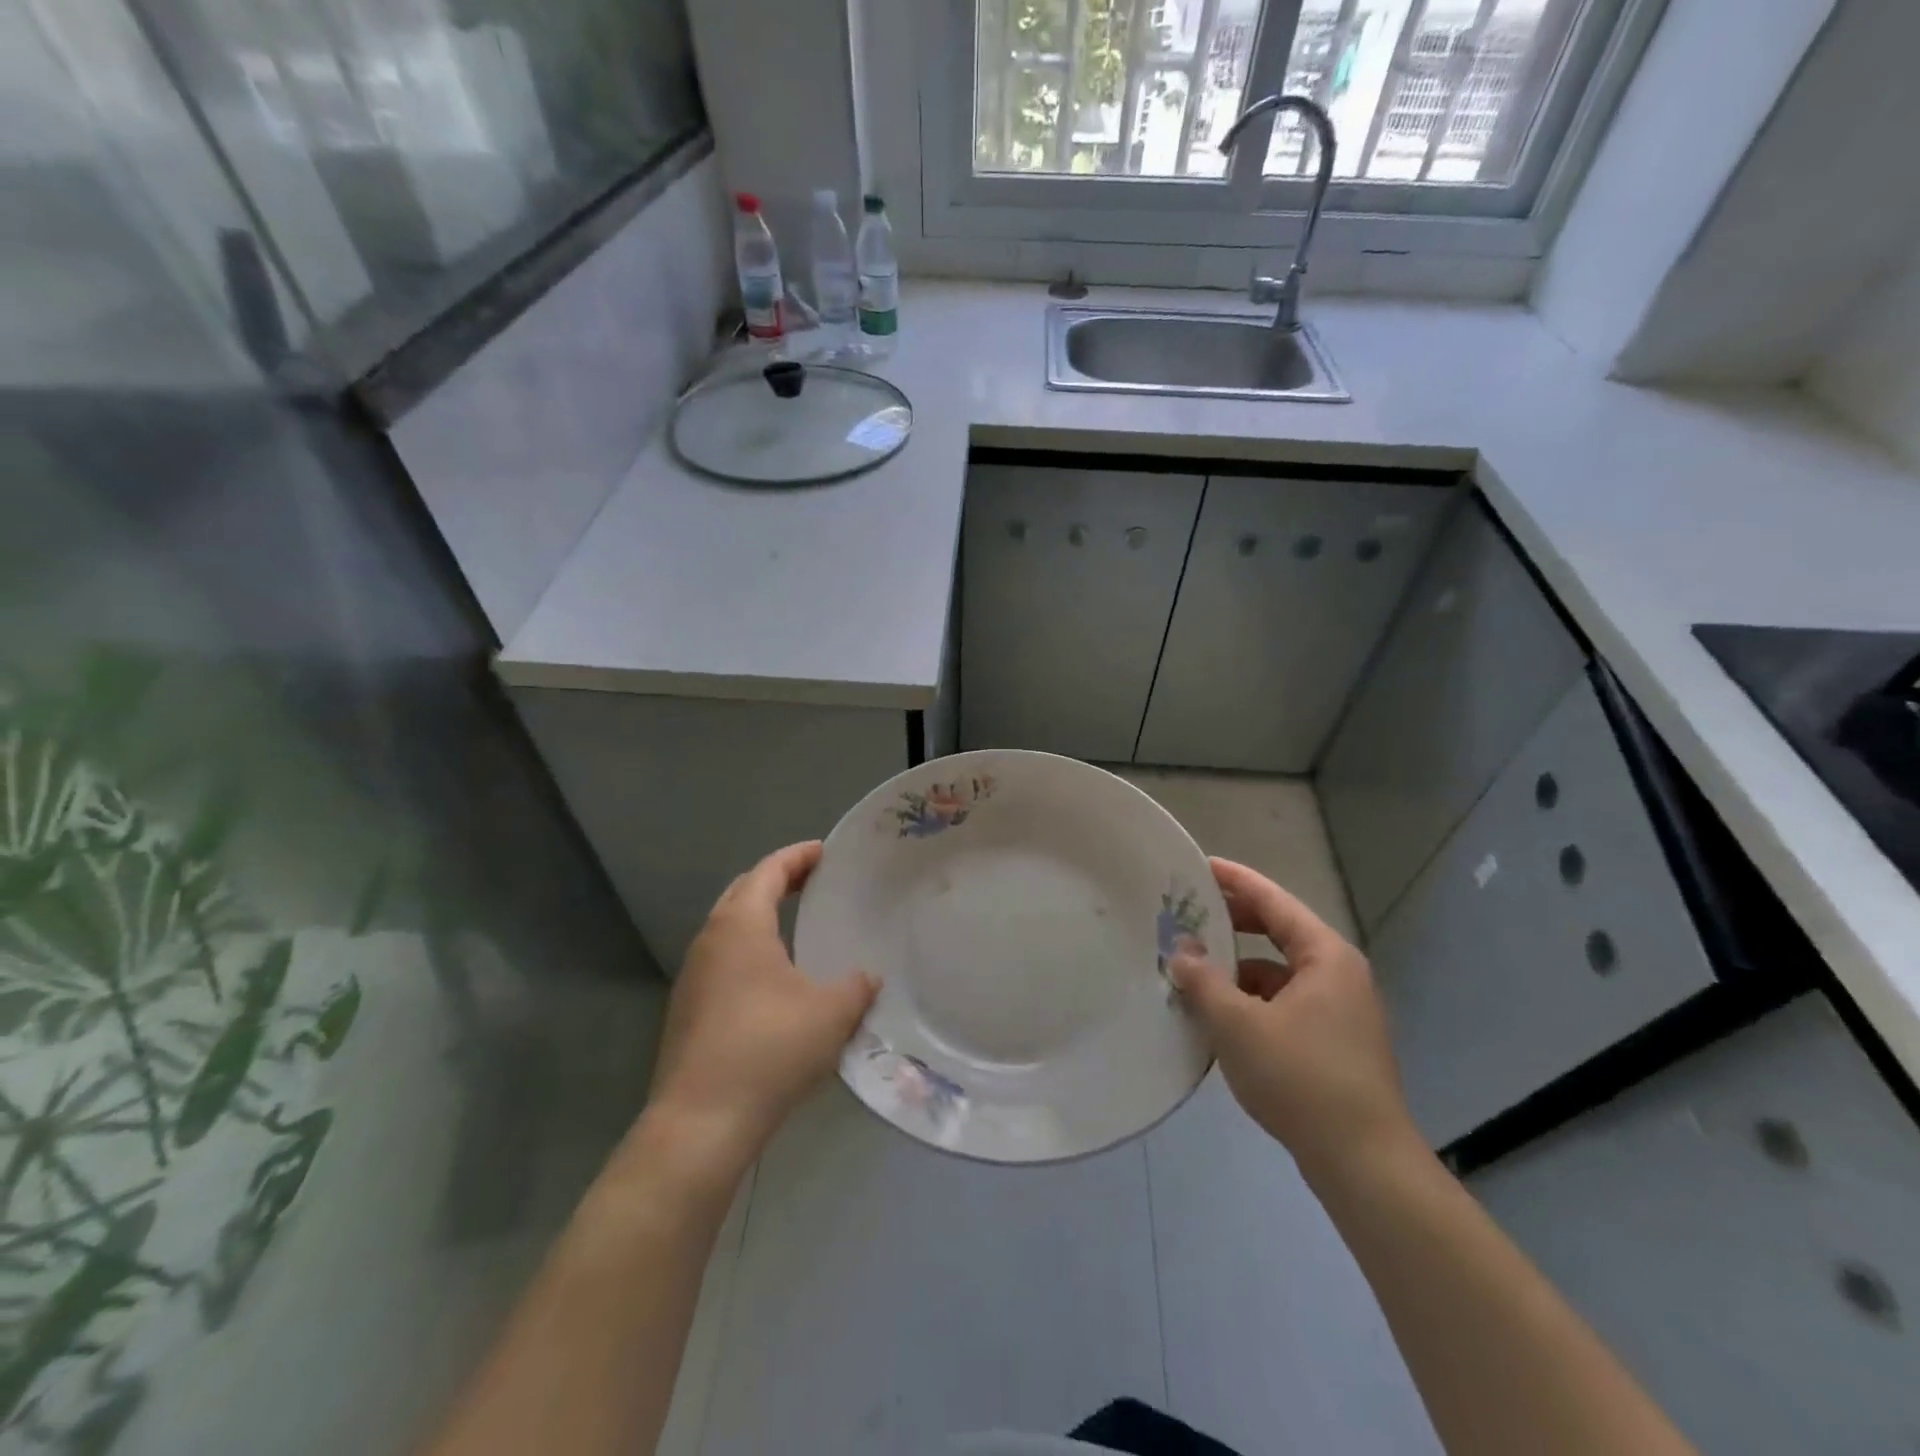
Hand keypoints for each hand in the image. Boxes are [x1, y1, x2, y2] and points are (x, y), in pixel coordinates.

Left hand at [643, 842, 876, 1171]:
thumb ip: (857, 986)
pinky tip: (774, 976)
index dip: (798, 856)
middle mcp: (710, 939)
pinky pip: (723, 957)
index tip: (826, 852)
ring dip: (760, 914)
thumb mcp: (831, 1013)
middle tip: (813, 881)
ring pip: (729, 926)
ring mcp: (693, 975)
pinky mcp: (688, 1008)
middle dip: (778, 879)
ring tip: (797, 923)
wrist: (700, 1122)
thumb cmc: (769, 1050)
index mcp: (741, 925)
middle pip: (743, 891)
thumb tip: (869, 976)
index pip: (768, 870)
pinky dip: (750, 947)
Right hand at [1170, 856, 1418, 1182]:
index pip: (1273, 901)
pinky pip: (1284, 1003)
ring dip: (1237, 969)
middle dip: (1231, 924)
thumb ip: (1203, 980)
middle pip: (1278, 932)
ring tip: (1193, 973)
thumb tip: (1181, 951)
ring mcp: (1340, 1011)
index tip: (1198, 867)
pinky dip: (1251, 1001)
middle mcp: (1338, 974)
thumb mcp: (1237, 1024)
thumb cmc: (1300, 1079)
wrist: (1363, 1164)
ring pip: (1279, 972)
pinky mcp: (1334, 1043)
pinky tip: (1220, 1018)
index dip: (1234, 880)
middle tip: (1186, 917)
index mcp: (1325, 956)